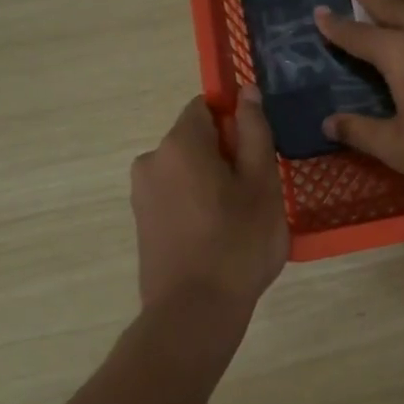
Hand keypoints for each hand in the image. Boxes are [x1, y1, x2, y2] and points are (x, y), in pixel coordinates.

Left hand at [130, 89, 287, 314]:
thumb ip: (254, 131)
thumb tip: (247, 92)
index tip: (257, 155)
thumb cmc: (238, 242)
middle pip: (196, 139)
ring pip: (187, 170)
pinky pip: (175, 196)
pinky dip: (197, 205)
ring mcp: (141, 194)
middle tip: (256, 193)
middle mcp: (151, 160)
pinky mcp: (141, 223)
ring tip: (239, 221)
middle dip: (226, 156)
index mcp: (179, 144)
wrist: (194, 312)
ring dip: (213, 183)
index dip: (236, 123)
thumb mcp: (262, 183)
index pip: (206, 106)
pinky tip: (217, 238)